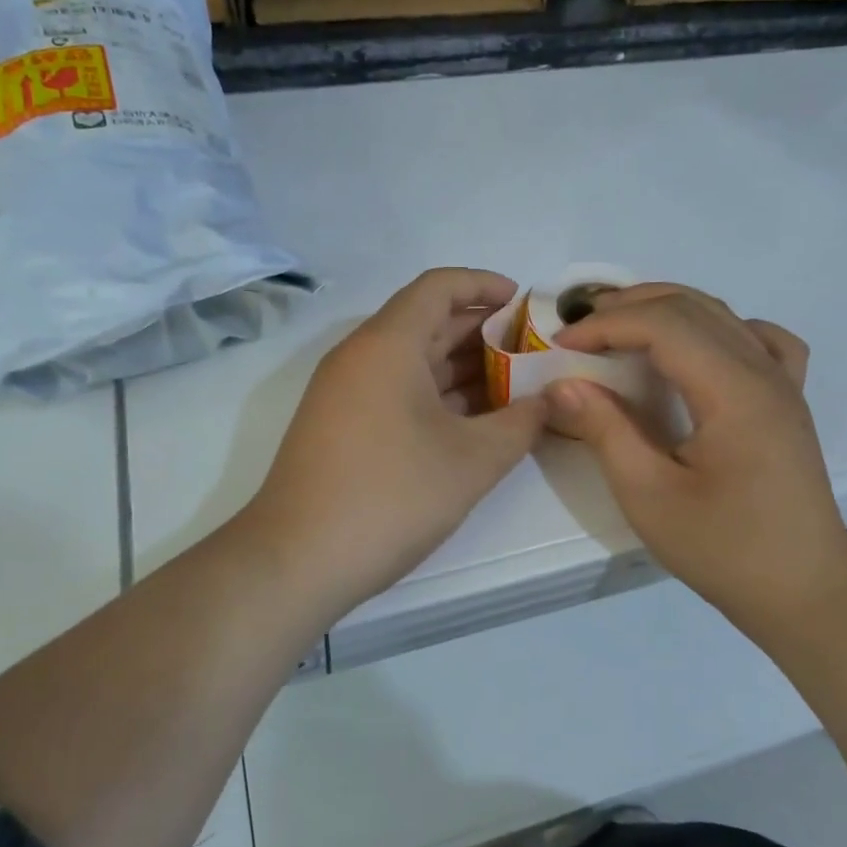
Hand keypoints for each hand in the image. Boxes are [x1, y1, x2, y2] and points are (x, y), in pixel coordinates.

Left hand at [244, 269, 547, 615]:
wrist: (297, 559)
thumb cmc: (391, 496)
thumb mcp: (473, 460)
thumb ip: (521, 423)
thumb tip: (549, 402)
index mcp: (388, 344)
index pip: (439, 287)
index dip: (484, 286)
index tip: (525, 304)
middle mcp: (361, 356)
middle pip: (427, 321)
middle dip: (483, 332)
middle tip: (533, 352)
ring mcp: (345, 392)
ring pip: (412, 360)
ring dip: (462, 368)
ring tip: (515, 386)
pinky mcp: (341, 424)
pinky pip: (396, 390)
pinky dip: (436, 395)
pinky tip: (473, 421)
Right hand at [545, 284, 846, 625]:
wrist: (805, 593)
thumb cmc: (725, 550)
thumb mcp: (648, 496)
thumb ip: (605, 430)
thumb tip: (563, 384)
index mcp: (734, 391)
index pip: (664, 325)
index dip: (606, 324)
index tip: (561, 344)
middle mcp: (764, 372)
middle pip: (693, 307)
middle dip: (629, 306)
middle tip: (579, 326)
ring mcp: (784, 383)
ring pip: (723, 315)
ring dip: (666, 309)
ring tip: (620, 326)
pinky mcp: (789, 402)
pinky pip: (761, 340)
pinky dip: (721, 327)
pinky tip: (700, 349)